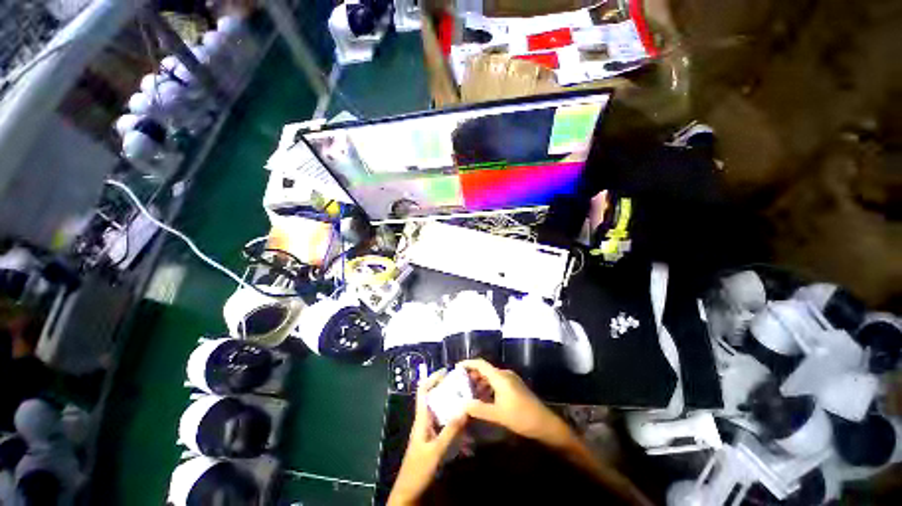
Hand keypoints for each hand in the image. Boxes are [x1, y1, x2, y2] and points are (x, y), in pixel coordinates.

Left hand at [388, 369, 467, 505]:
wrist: (408, 493)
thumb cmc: (418, 470)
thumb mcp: (436, 451)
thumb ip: (450, 431)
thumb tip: (465, 409)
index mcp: (421, 419)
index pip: (423, 391)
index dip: (432, 378)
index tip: (446, 371)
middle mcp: (424, 421)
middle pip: (433, 398)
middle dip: (446, 390)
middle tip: (463, 386)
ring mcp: (429, 432)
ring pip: (440, 412)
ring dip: (452, 406)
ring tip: (467, 402)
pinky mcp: (433, 441)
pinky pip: (444, 426)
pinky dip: (454, 423)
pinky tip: (466, 427)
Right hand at [460, 359, 571, 447]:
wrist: (545, 423)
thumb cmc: (521, 417)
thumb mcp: (498, 415)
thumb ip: (479, 409)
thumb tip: (462, 405)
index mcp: (500, 377)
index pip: (480, 364)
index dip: (468, 364)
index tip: (456, 368)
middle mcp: (504, 374)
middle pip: (485, 369)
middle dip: (472, 374)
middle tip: (460, 383)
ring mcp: (510, 380)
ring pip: (490, 376)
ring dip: (479, 382)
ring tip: (468, 392)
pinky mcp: (514, 386)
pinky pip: (496, 382)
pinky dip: (487, 387)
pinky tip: (483, 398)